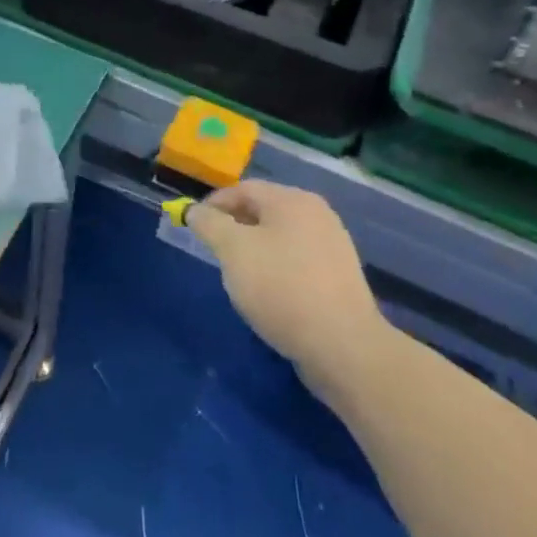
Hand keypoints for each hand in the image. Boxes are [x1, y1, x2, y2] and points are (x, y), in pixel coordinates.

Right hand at [188, 181, 384, 374]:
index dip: (214, 204)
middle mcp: (317, 214)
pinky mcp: (339, 277)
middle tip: (214, 251)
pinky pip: (297, 261)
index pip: (243, 189)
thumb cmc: (281, 288)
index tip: (194, 226)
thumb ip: (210, 224)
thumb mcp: (233, 251)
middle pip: (264, 210)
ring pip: (280, 237)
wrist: (343, 346)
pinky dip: (277, 269)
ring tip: (238, 275)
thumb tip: (195, 211)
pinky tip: (269, 293)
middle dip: (234, 227)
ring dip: (254, 249)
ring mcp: (333, 245)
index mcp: (293, 200)